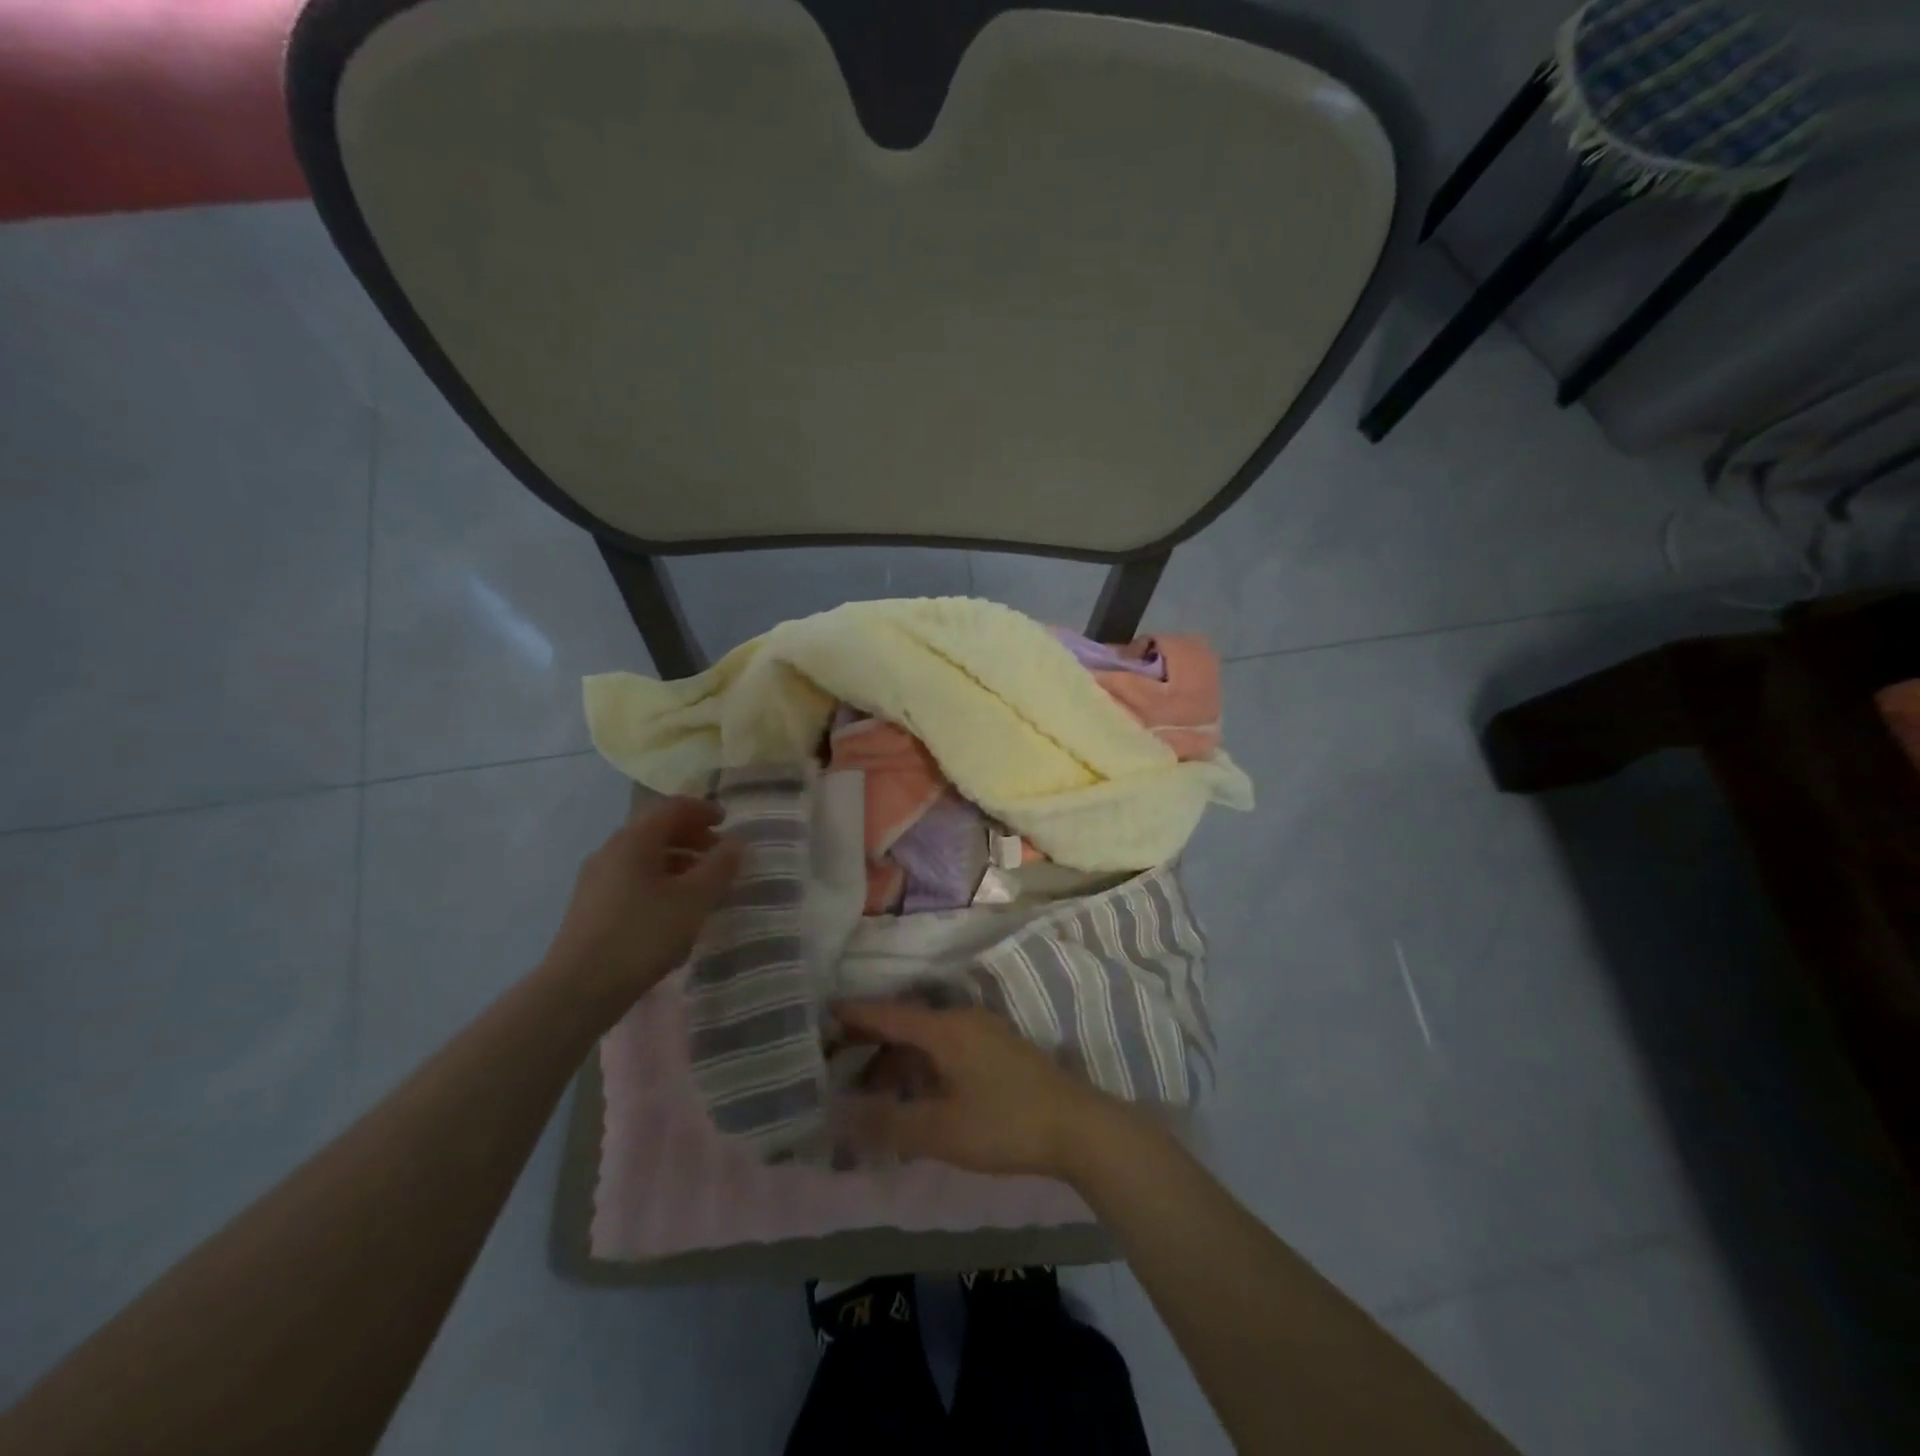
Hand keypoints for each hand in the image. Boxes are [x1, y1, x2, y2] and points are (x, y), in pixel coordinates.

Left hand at [543, 797, 742, 1005]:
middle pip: (656, 830)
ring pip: (644, 856)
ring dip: (677, 861)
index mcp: (634, 840)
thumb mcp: (694, 900)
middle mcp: (611, 850)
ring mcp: (596, 879)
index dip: (703, 810)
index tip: (727, 823)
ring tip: (702, 885)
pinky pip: (632, 878)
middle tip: (719, 854)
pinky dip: (659, 880)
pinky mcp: (590, 906)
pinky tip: (673, 910)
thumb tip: (736, 842)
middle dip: (692, 837)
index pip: (673, 808)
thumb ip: (719, 867)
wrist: (578, 989)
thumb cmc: (643, 935)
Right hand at [832, 1001, 1134, 1178]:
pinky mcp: (1001, 1052)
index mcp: (946, 1029)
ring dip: (900, 1063)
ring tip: (875, 1095)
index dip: (855, 1014)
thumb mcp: (940, 1130)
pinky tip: (919, 1098)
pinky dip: (924, 1068)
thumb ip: (887, 1123)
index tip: (823, 1012)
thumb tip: (837, 1115)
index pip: (889, 1014)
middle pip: (908, 1027)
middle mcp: (963, 1021)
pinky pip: (949, 1051)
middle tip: (839, 1066)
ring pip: (930, 1041)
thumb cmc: (1004, 1124)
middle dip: (872, 1045)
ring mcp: (986, 1034)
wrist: (1078, 1128)